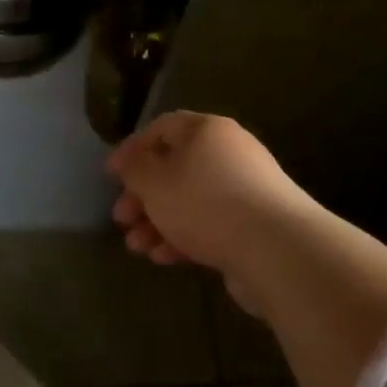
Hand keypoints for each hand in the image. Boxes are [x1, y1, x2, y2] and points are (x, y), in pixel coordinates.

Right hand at [108, 111, 322, 316]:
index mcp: (206, 131)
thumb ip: (134, 167)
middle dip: (143, 195)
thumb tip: (129, 159)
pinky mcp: (254, 226)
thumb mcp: (154, 181)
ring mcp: (245, 190)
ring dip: (158, 221)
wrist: (276, 250)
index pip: (162, 128)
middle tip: (122, 218)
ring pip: (190, 200)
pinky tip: (164, 258)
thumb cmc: (205, 202)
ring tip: (137, 247)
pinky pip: (210, 224)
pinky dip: (184, 237)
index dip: (132, 149)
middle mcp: (229, 153)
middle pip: (175, 167)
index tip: (111, 176)